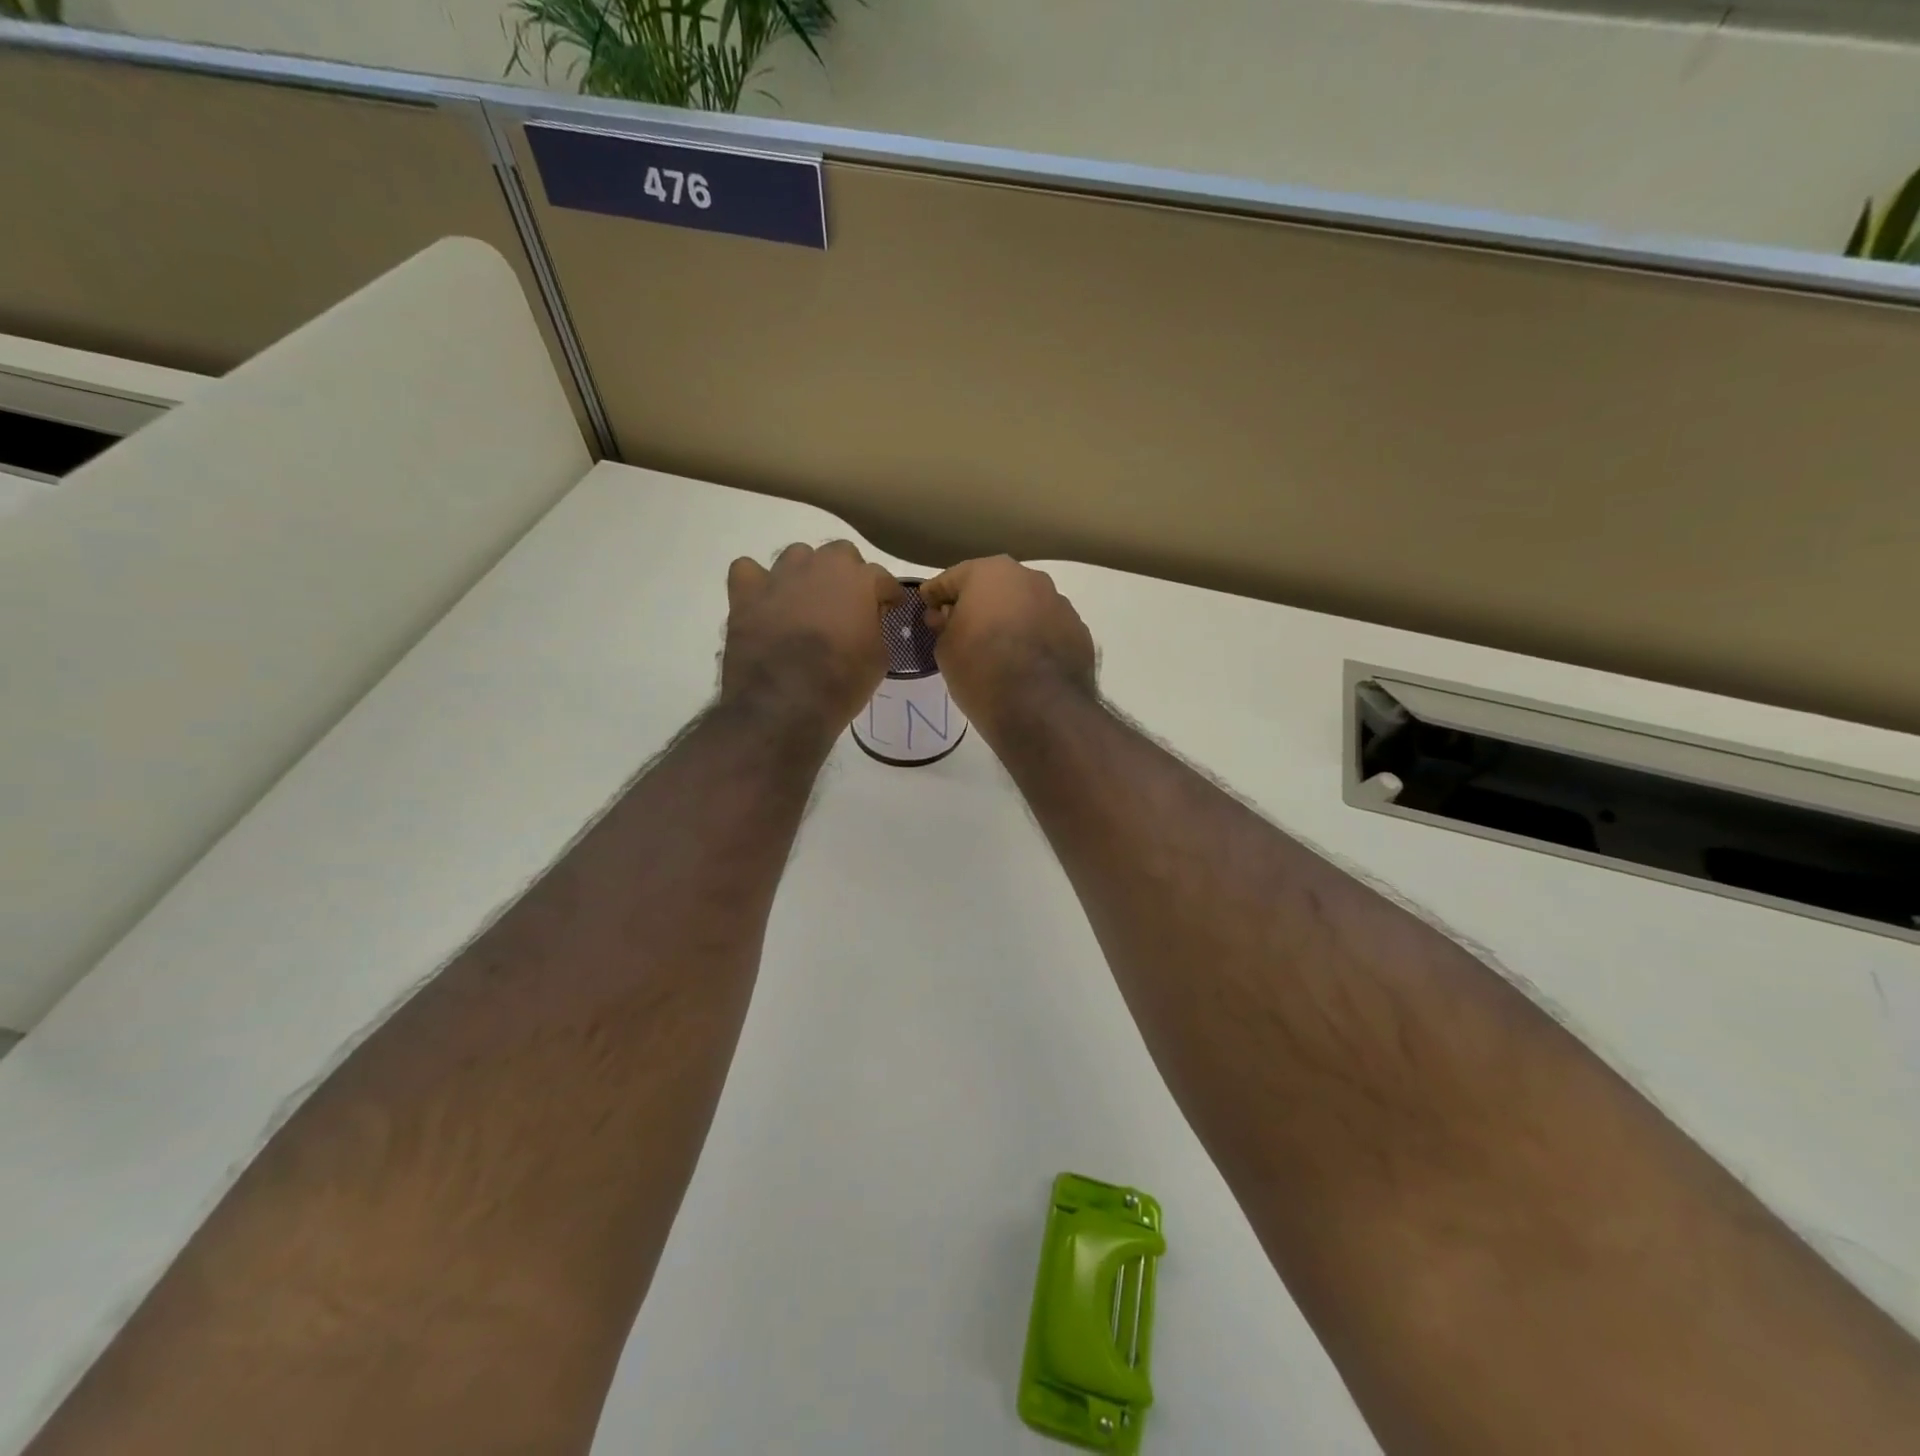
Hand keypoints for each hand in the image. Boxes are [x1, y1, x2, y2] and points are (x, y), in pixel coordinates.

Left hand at [722, 541, 901, 745]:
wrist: (784, 702)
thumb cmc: (841, 682)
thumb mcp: (878, 659)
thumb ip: (876, 628)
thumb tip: (866, 622)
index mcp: (859, 580)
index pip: (882, 577)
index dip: (888, 594)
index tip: (891, 607)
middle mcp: (820, 566)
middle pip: (840, 554)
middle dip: (847, 575)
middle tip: (848, 603)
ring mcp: (780, 576)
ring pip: (797, 556)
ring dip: (806, 573)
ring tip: (806, 600)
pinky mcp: (746, 594)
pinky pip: (749, 570)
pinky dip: (757, 582)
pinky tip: (764, 600)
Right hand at [919, 556, 1096, 738]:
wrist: (1039, 707)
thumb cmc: (980, 669)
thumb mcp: (945, 649)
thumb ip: (943, 625)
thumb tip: (945, 617)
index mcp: (990, 572)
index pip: (953, 578)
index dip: (936, 594)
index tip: (926, 607)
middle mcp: (1030, 578)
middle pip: (995, 587)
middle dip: (978, 604)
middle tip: (962, 628)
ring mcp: (1060, 604)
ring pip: (1026, 607)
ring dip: (1012, 621)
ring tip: (999, 649)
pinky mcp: (1079, 632)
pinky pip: (1048, 631)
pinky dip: (1036, 640)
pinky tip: (1026, 664)